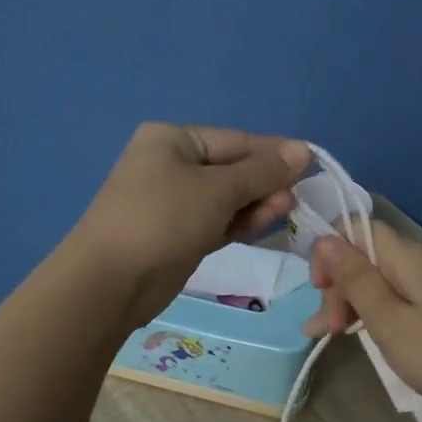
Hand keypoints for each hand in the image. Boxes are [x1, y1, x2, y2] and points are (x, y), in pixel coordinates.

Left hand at [71, 123, 310, 325]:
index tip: (311, 164)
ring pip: (226, 197)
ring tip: (285, 210)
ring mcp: (173, 202)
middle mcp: (171, 164)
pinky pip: (217, 220)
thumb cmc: (163, 219)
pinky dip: (239, 222)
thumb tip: (303, 149)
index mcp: (172, 140)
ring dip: (256, 203)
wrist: (110, 282)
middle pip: (232, 168)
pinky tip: (264, 224)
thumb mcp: (217, 190)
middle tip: (297, 197)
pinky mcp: (178, 234)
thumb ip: (262, 171)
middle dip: (265, 181)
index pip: (234, 140)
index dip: (273, 153)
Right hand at [304, 222, 421, 421]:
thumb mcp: (389, 320)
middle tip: (326, 329)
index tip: (318, 288)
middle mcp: (418, 262)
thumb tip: (325, 238)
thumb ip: (355, 279)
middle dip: (337, 285)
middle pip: (363, 256)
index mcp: (407, 256)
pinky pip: (393, 301)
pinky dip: (370, 315)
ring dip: (347, 303)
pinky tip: (351, 335)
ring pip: (375, 281)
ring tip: (324, 336)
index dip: (329, 251)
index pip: (355, 228)